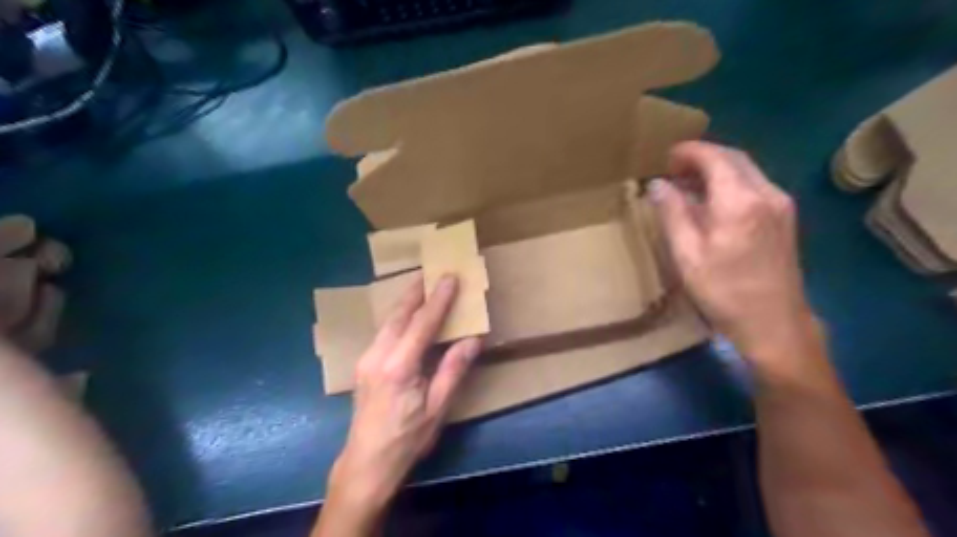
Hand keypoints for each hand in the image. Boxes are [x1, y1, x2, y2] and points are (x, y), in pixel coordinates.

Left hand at [329, 274, 483, 508]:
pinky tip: (406, 316)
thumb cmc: (407, 439)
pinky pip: (383, 332)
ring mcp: (366, 360)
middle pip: (398, 314)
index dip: (439, 299)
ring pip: (387, 321)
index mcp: (399, 367)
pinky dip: (397, 318)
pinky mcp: (363, 366)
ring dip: (405, 302)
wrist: (366, 464)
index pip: (423, 323)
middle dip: (416, 291)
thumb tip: (473, 339)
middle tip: (431, 271)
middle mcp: (378, 356)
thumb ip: (454, 369)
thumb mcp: (438, 408)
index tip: (450, 277)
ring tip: (420, 286)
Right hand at [650, 141, 813, 361]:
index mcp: (740, 201)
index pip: (715, 157)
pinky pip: (754, 186)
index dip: (689, 152)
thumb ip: (672, 214)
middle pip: (734, 158)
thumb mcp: (687, 255)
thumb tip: (657, 184)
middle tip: (673, 168)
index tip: (665, 156)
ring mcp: (781, 205)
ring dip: (716, 169)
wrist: (774, 324)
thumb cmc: (724, 292)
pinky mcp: (785, 218)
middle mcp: (767, 193)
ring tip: (687, 184)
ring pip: (746, 170)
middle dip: (703, 156)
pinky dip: (730, 183)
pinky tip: (712, 202)